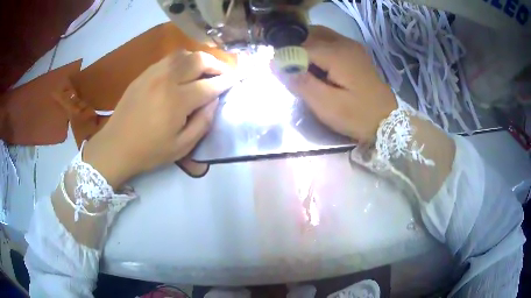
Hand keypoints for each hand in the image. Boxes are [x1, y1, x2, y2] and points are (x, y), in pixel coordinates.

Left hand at [83, 51, 236, 187]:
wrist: (115, 146)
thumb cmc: (149, 151)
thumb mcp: (181, 147)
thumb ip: (202, 123)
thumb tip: (214, 102)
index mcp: (177, 101)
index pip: (209, 85)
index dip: (226, 82)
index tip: (236, 81)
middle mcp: (166, 80)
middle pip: (198, 61)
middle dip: (216, 65)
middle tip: (223, 73)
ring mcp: (153, 74)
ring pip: (183, 55)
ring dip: (199, 59)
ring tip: (205, 69)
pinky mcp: (143, 74)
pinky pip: (168, 59)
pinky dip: (182, 60)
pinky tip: (184, 70)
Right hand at [272, 26, 396, 141]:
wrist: (388, 121)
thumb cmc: (358, 116)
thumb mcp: (326, 105)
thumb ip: (301, 83)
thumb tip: (275, 64)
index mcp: (337, 53)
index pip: (301, 45)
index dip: (287, 57)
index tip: (282, 74)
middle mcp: (344, 43)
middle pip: (311, 34)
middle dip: (296, 48)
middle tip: (291, 70)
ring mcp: (352, 47)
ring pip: (321, 36)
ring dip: (307, 47)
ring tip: (303, 68)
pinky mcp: (356, 54)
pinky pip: (331, 42)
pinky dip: (319, 49)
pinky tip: (319, 67)